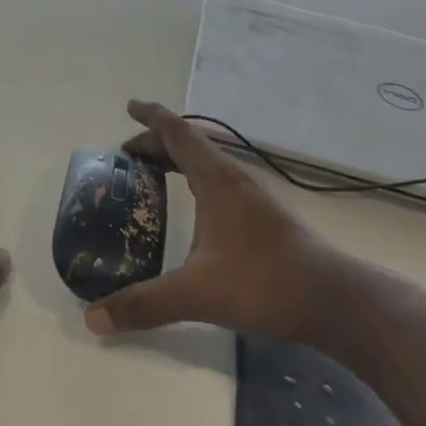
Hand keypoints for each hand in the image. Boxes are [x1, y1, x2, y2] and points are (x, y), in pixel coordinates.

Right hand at [84, 101, 342, 341]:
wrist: (332, 299)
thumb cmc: (262, 282)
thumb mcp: (196, 294)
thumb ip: (144, 304)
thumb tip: (93, 318)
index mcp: (216, 179)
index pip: (178, 132)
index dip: (152, 117)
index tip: (130, 106)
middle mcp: (234, 178)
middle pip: (190, 144)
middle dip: (157, 142)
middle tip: (127, 155)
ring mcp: (253, 196)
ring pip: (207, 162)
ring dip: (178, 160)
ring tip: (152, 174)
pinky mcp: (264, 215)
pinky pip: (219, 180)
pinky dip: (196, 179)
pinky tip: (194, 209)